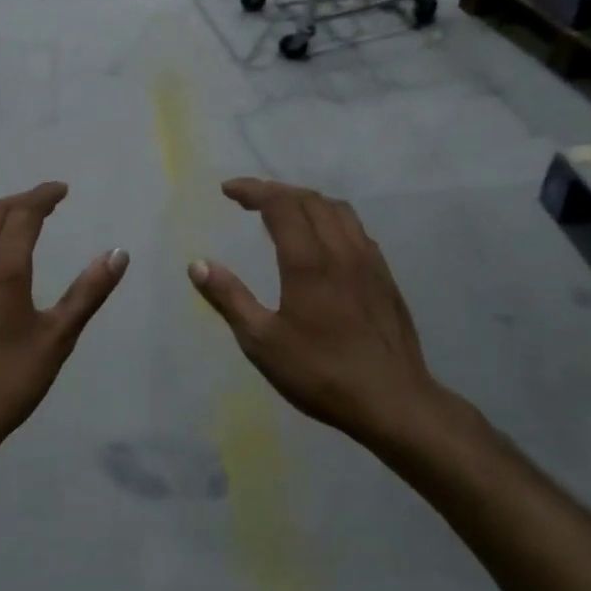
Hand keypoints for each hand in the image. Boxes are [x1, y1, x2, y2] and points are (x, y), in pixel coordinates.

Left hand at [0, 183, 128, 457]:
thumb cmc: (7, 382)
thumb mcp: (57, 338)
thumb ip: (88, 292)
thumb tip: (118, 253)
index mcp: (3, 267)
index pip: (24, 213)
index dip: (43, 196)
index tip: (60, 190)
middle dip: (19, 202)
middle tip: (41, 204)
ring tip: (6, 222)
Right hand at [189, 179, 467, 454]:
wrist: (393, 400)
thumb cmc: (320, 373)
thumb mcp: (262, 342)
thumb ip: (229, 298)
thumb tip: (198, 264)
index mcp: (308, 261)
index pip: (280, 204)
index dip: (253, 190)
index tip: (228, 191)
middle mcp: (341, 249)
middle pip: (309, 199)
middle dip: (276, 191)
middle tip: (249, 199)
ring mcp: (369, 261)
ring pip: (338, 210)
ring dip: (306, 201)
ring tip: (283, 211)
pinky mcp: (384, 276)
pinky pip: (356, 229)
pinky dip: (330, 219)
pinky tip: (322, 241)